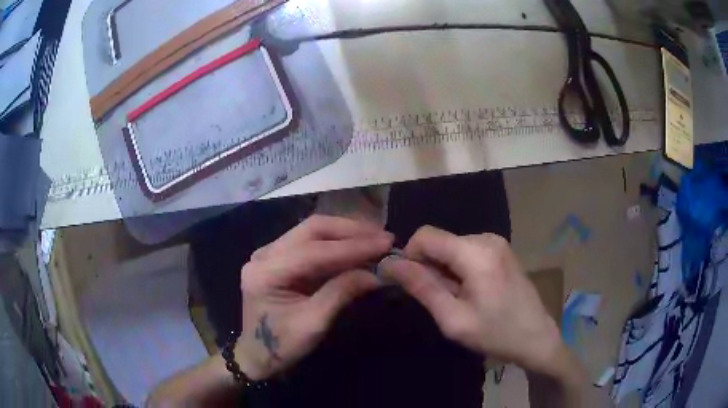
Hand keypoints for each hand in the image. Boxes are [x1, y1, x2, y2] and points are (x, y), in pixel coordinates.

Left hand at [234, 215, 392, 379]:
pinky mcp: (279, 258)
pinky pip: (311, 244)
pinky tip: (358, 248)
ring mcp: (270, 253)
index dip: (352, 246)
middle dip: (350, 231)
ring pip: (312, 232)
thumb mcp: (313, 324)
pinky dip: (337, 245)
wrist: (257, 355)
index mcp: (265, 272)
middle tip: (383, 237)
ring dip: (346, 234)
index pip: (314, 250)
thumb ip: (342, 293)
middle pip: (311, 229)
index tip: (385, 243)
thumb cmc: (282, 345)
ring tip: (376, 239)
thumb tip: (377, 274)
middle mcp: (264, 254)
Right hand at [381, 226, 565, 376]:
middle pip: (439, 242)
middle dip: (430, 267)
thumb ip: (422, 287)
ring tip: (458, 299)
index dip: (410, 257)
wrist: (536, 337)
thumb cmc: (495, 333)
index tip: (413, 286)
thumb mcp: (453, 318)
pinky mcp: (501, 249)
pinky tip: (471, 292)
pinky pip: (466, 250)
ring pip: (451, 247)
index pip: (425, 235)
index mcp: (475, 252)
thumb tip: (390, 264)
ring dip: (444, 270)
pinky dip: (459, 268)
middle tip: (441, 301)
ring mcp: (496, 242)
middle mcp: (486, 238)